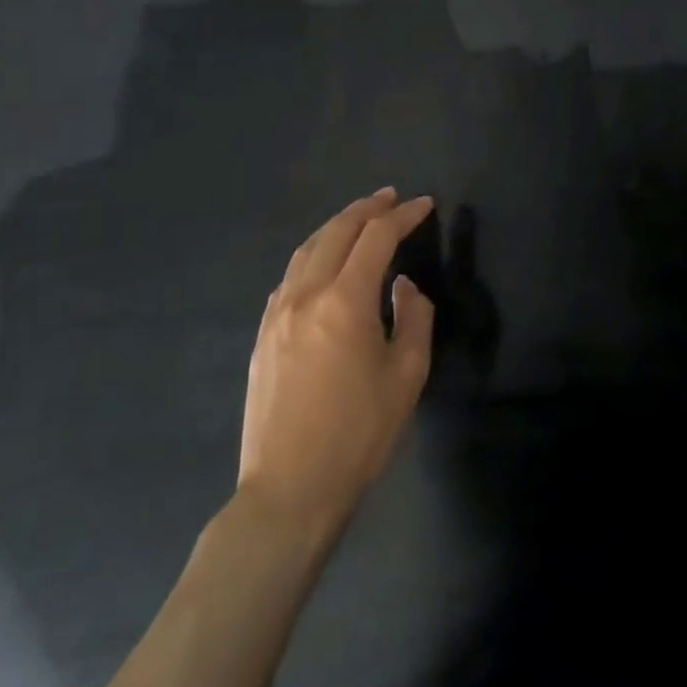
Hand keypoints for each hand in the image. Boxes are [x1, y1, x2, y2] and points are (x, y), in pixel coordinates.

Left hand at [236, 188, 435, 544]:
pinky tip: (324, 264)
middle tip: (391, 197)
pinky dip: (313, 256)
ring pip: (306, 251)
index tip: (424, 205)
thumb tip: (402, 286)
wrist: (290, 490)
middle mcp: (305, 296)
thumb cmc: (359, 432)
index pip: (376, 238)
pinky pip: (289, 278)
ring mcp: (276, 315)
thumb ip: (413, 317)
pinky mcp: (262, 336)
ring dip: (336, 227)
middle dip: (367, 209)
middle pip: (336, 233)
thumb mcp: (407, 373)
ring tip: (360, 218)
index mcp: (345, 301)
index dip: (403, 216)